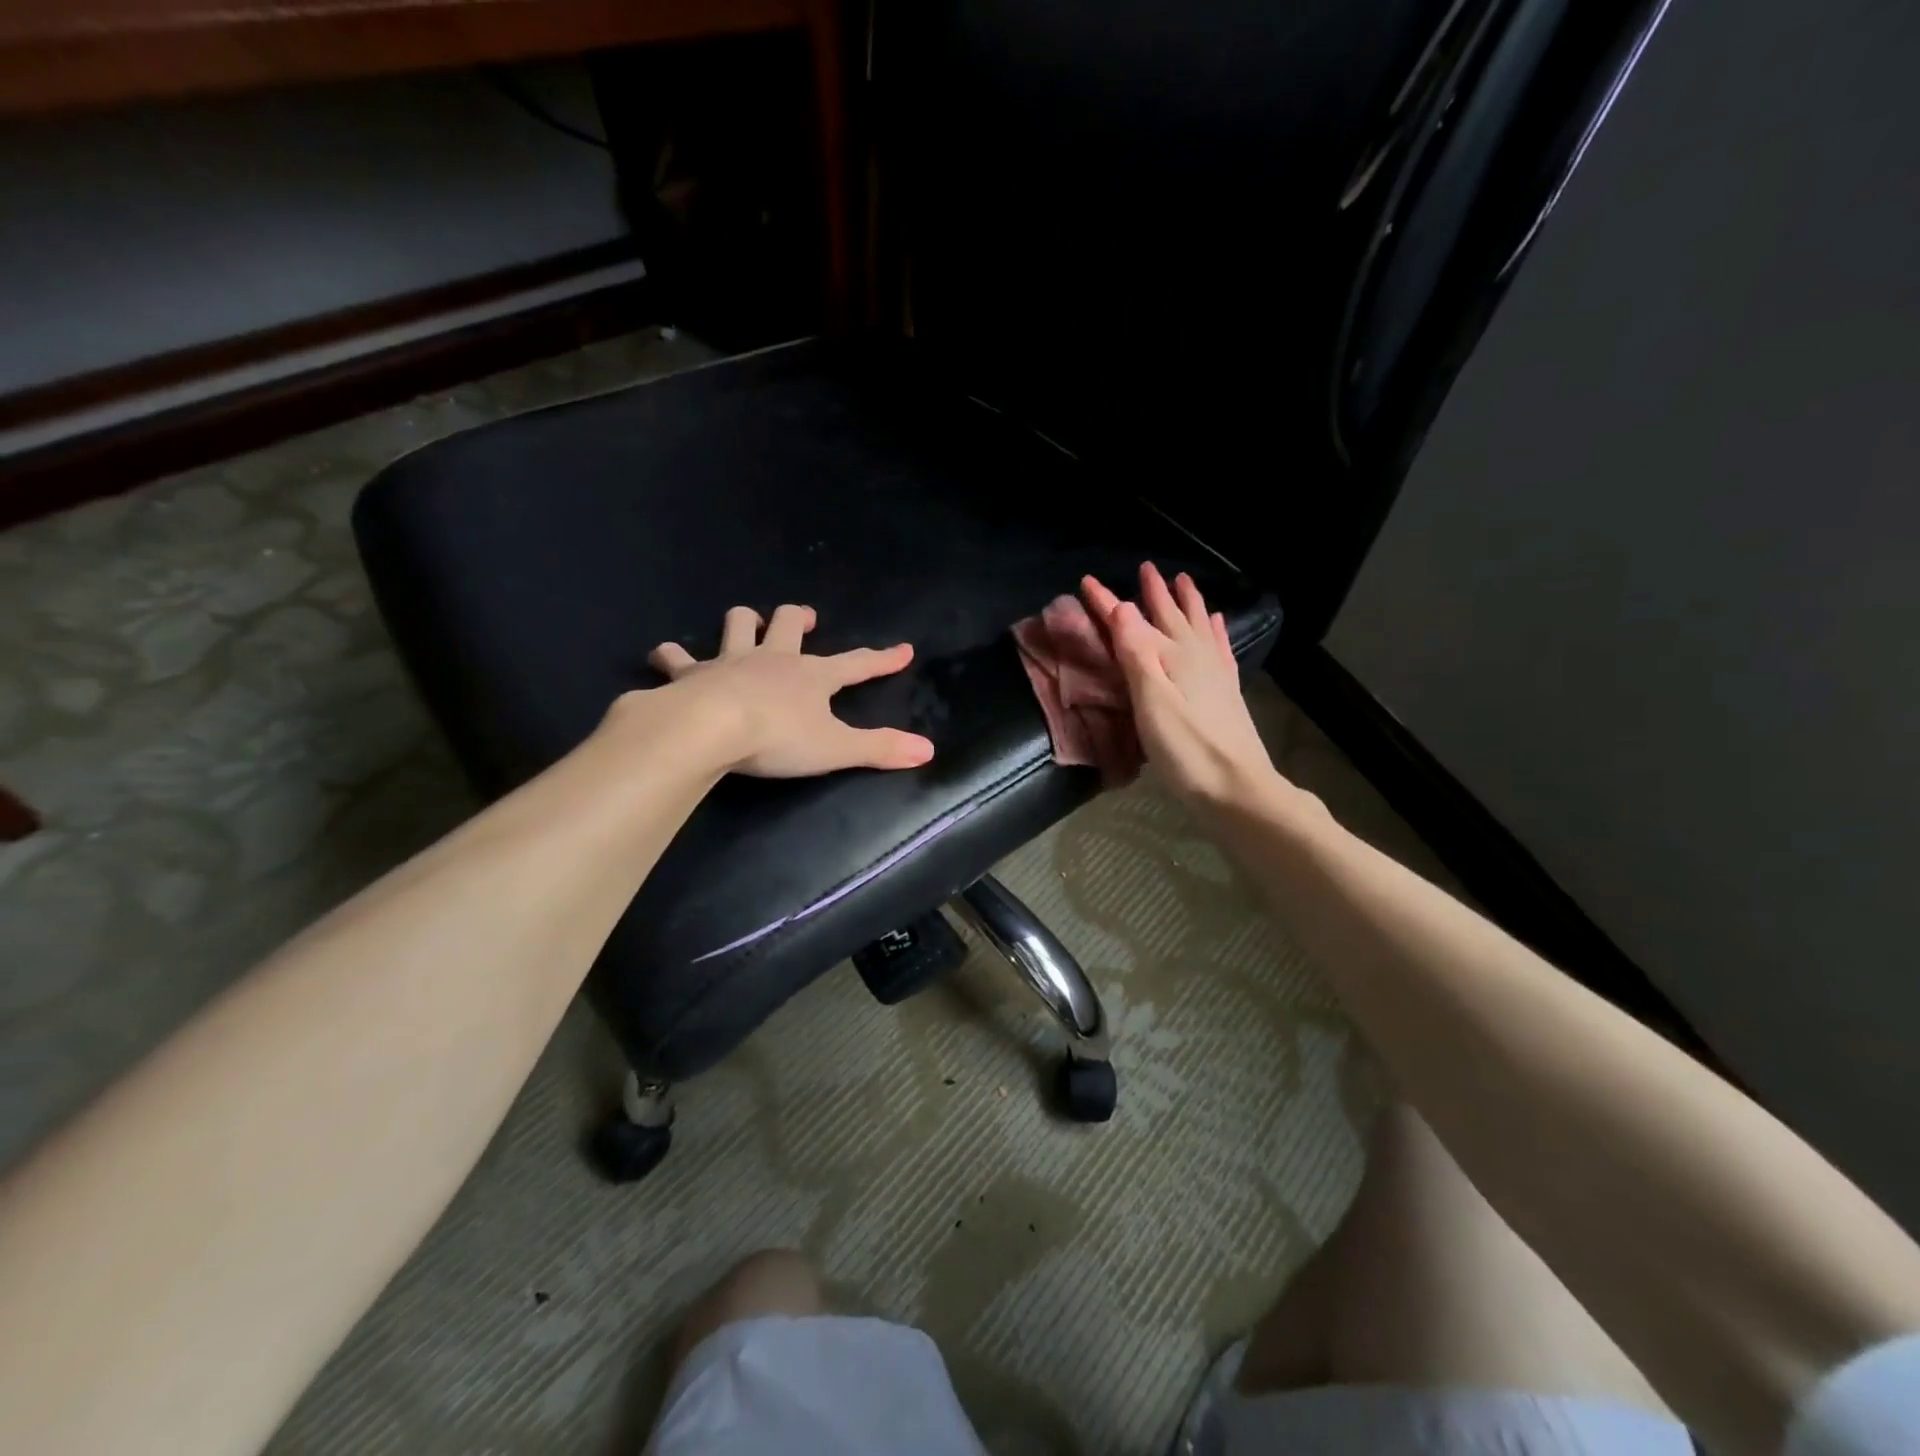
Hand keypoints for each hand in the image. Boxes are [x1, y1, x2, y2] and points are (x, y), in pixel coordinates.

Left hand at [641, 603, 935, 777]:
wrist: (710, 729)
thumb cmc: (778, 738)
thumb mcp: (837, 748)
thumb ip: (881, 749)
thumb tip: (928, 750)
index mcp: (811, 676)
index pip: (856, 665)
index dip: (881, 659)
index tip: (903, 650)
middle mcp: (772, 659)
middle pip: (789, 625)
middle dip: (799, 618)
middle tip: (805, 618)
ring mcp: (729, 662)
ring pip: (737, 626)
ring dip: (743, 622)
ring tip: (746, 623)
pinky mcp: (690, 675)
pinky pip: (676, 658)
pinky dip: (672, 657)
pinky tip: (666, 659)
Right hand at [1081, 563, 1276, 806]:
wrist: (1237, 788)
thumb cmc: (1186, 751)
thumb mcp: (1152, 703)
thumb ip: (1137, 655)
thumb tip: (1124, 608)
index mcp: (1171, 657)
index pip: (1131, 622)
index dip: (1108, 601)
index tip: (1087, 581)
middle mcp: (1195, 656)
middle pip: (1170, 616)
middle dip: (1154, 592)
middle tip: (1146, 568)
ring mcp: (1214, 672)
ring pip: (1197, 625)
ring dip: (1187, 602)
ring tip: (1182, 580)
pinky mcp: (1226, 690)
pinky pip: (1219, 647)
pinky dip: (1214, 630)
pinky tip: (1215, 622)